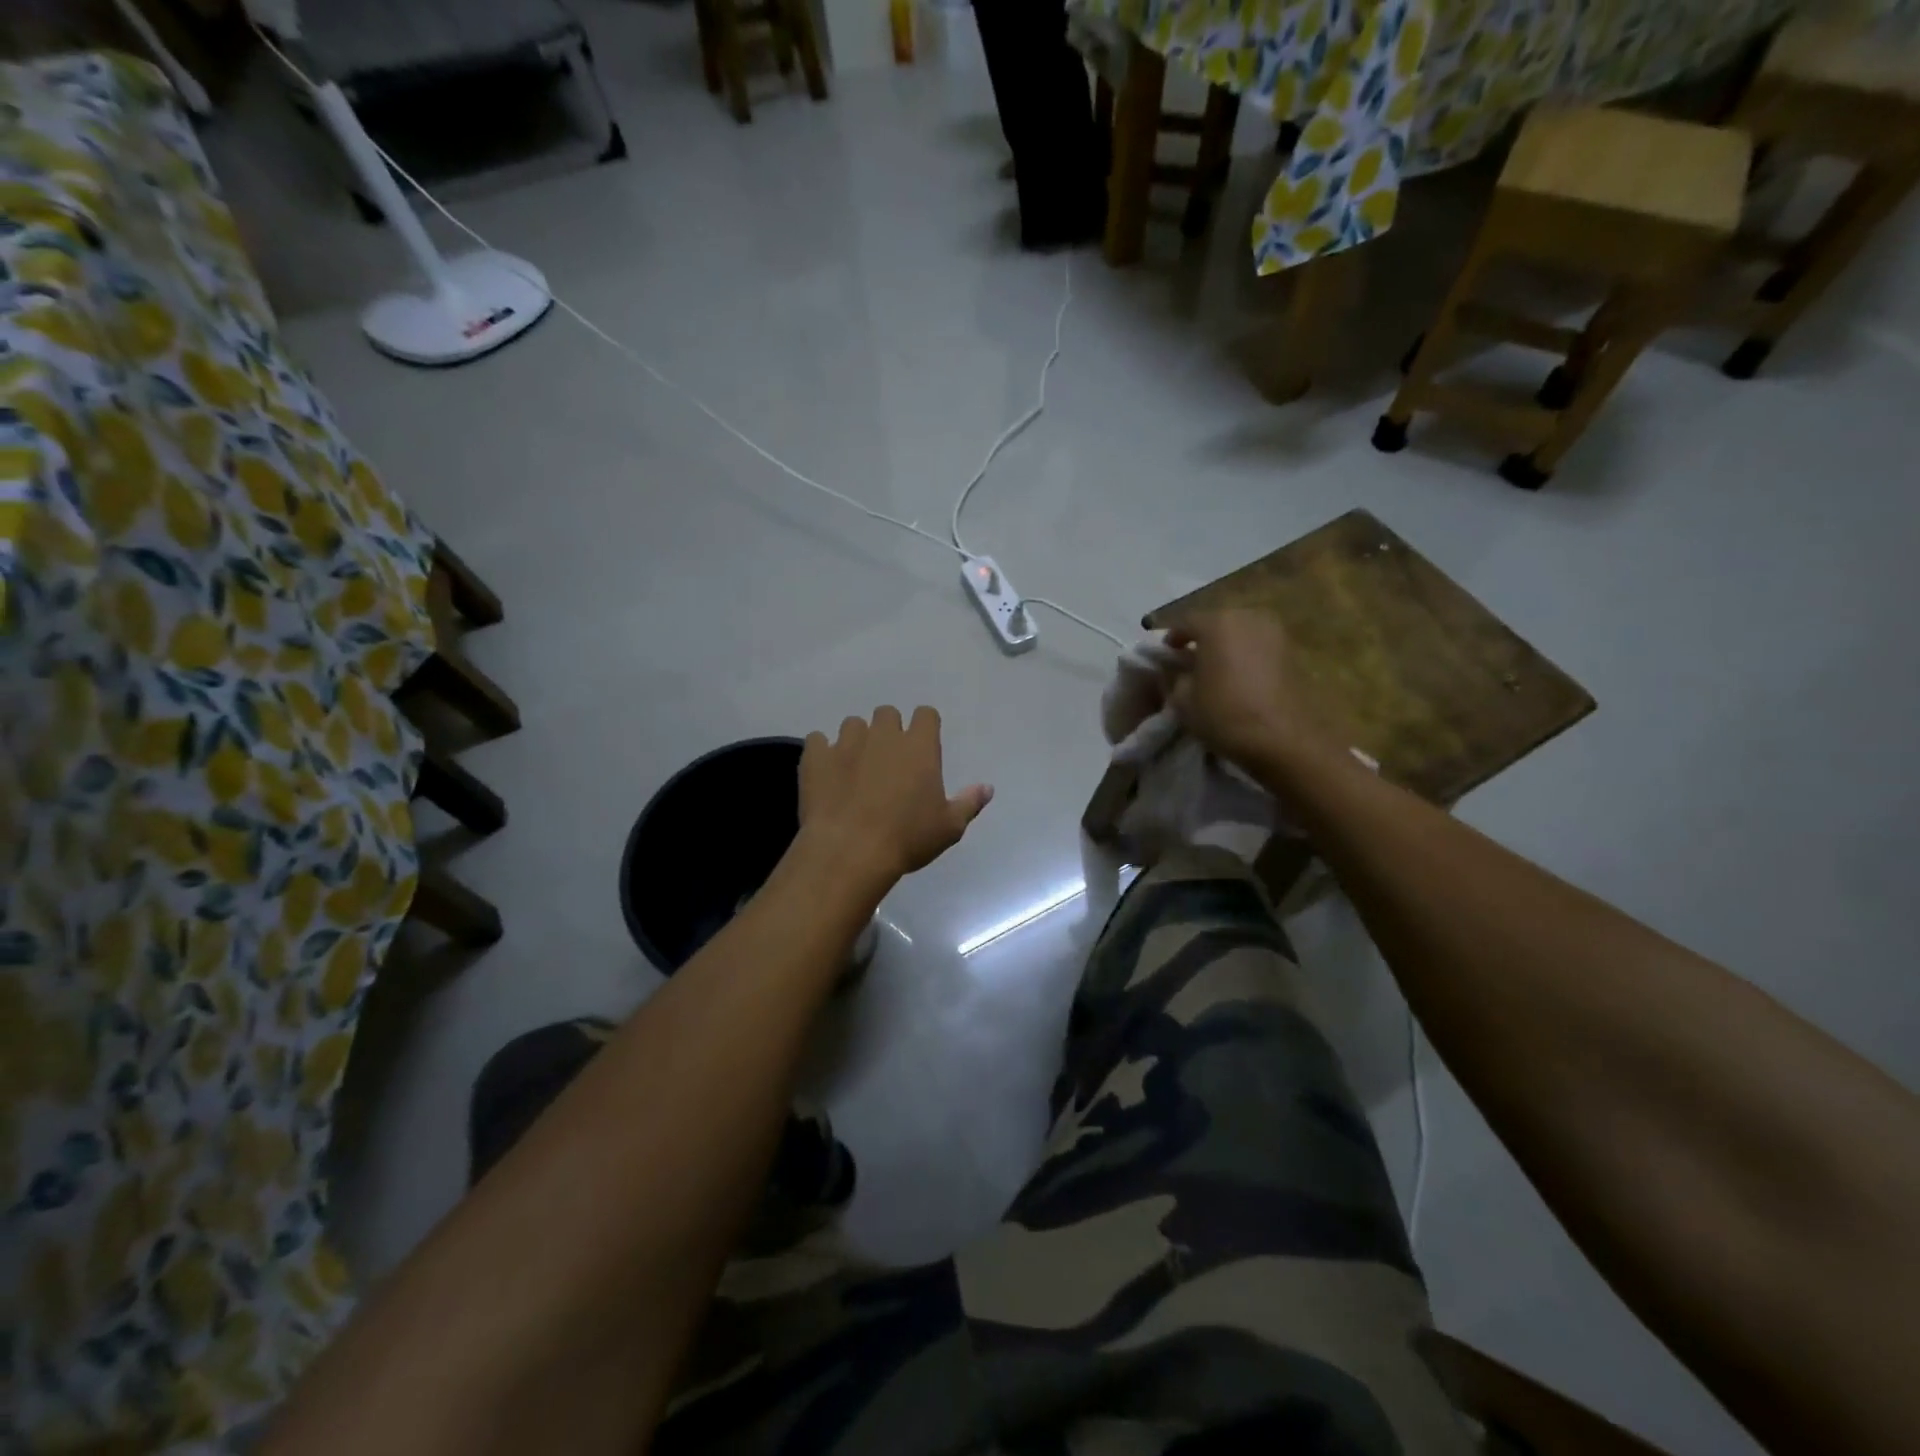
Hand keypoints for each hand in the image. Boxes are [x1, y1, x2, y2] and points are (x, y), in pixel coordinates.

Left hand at [798, 707, 992, 886]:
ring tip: (854, 768)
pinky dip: (822, 753)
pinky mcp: (816, 756)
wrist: (849, 851)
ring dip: (856, 740)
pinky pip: (817, 740)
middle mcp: (883, 735)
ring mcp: (846, 743)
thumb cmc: (906, 839)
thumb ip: (969, 803)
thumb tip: (987, 788)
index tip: (922, 747)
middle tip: (887, 761)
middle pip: (887, 714)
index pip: (926, 715)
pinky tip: (825, 773)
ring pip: (853, 724)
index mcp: (919, 746)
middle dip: (888, 730)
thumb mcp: (948, 828)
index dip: (924, 727)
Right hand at [1164, 611, 1341, 778]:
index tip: (1165, 656)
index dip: (1171, 639)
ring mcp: (1275, 633)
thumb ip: (1174, 677)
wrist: (1283, 739)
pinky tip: (1240, 679)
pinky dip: (1246, 657)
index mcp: (1217, 623)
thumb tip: (1174, 669)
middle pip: (1217, 623)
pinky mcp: (1292, 652)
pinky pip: (1259, 647)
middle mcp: (1248, 618)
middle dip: (1202, 640)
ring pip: (1240, 633)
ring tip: (1217, 672)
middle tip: (1191, 663)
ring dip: (1226, 647)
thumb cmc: (1225, 714)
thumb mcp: (1183, 700)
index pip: (1185, 622)